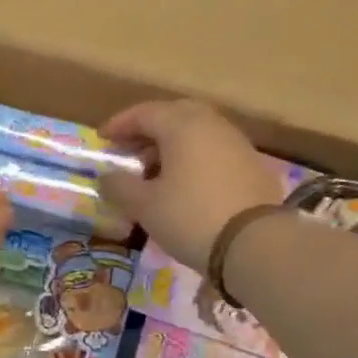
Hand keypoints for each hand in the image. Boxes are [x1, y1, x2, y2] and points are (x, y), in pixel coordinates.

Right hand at [98, 100, 281, 271]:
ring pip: (198, 134)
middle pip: (175, 116)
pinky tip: (186, 186)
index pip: (145, 113)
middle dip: (149, 131)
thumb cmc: (190, 217)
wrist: (254, 244)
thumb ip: (120, 186)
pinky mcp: (253, 167)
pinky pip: (215, 153)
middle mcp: (212, 125)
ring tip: (156, 173)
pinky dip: (195, 161)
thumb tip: (106, 176)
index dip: (120, 124)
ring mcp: (237, 144)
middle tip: (131, 152)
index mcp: (183, 125)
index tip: (103, 139)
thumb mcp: (145, 205)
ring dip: (173, 147)